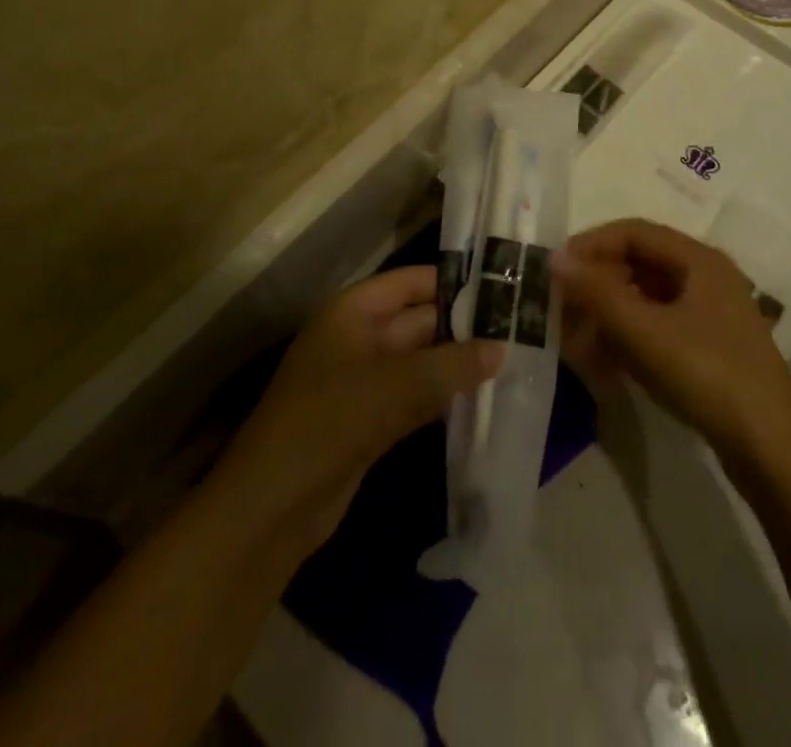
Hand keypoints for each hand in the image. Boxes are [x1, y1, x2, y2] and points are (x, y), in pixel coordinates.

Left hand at [209, 266, 502, 553]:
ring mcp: (364, 382)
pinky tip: (482, 400)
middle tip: (518, 327)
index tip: (501, 284)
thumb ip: (448, 366)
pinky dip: (443, 397)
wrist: (271, 509)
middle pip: (418, 321)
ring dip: (457, 364)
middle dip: (462, 326)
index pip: (409, 282)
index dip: (451, 281)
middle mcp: (358, 339)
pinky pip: (415, 397)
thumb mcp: (391, 388)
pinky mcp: (371, 422)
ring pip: (420, 362)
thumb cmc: (326, 424)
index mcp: (352, 313)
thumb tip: (501, 348)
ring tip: (512, 359)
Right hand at [552, 220, 790, 468]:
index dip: (591, 245)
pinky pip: (656, 329)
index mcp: (698, 260)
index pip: (633, 232)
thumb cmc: (709, 375)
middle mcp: (705, 279)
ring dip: (608, 315)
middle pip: (638, 264)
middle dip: (597, 285)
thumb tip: (556, 258)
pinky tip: (604, 363)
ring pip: (645, 299)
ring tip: (576, 341)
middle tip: (561, 308)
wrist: (774, 452)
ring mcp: (709, 316)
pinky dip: (627, 338)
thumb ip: (597, 292)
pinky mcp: (708, 350)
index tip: (556, 269)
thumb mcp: (645, 331)